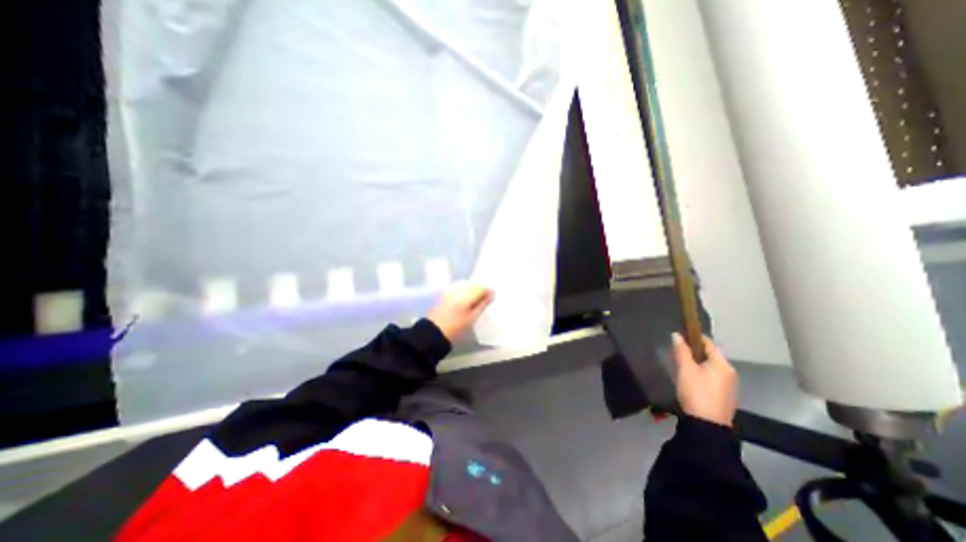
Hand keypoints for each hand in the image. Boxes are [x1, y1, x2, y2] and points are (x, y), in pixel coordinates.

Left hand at [425, 283, 494, 343]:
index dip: (488, 291)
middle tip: (486, 298)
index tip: (493, 296)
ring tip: (477, 299)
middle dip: (480, 289)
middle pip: (473, 285)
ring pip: (466, 285)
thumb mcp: (472, 318)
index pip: (480, 288)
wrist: (435, 332)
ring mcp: (451, 291)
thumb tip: (492, 295)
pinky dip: (465, 291)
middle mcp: (458, 289)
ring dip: (472, 290)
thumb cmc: (456, 327)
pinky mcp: (445, 294)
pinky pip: (459, 288)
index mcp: (465, 295)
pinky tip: (466, 299)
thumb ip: (482, 305)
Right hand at [674, 334, 741, 427]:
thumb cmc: (696, 392)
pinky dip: (699, 372)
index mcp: (722, 364)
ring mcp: (728, 384)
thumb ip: (681, 350)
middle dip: (693, 350)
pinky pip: (710, 376)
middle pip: (709, 354)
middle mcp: (729, 372)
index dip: (692, 336)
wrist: (706, 425)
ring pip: (709, 366)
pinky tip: (688, 377)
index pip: (707, 342)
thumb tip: (676, 334)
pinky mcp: (723, 394)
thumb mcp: (685, 369)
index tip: (678, 336)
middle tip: (676, 351)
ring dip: (695, 362)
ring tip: (679, 363)